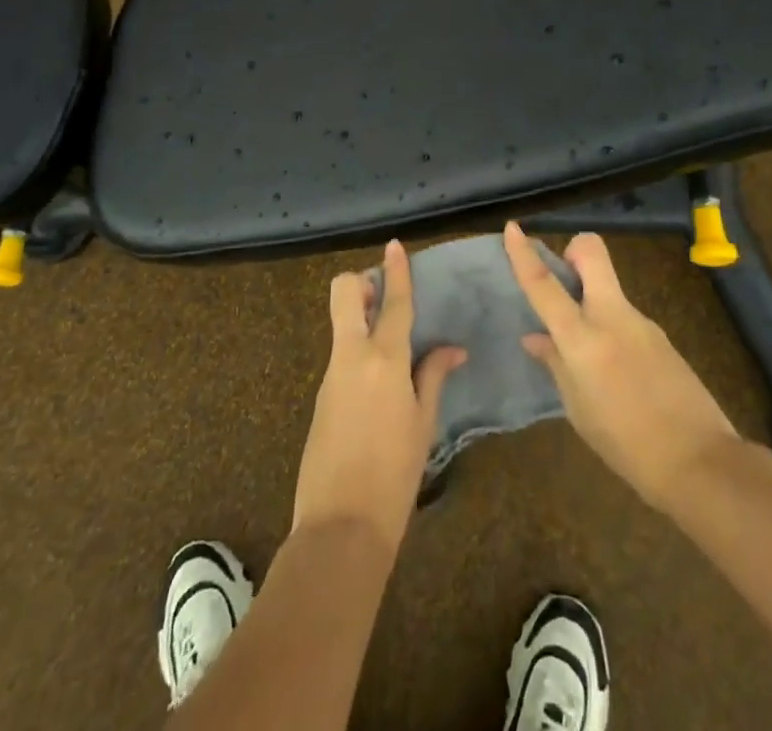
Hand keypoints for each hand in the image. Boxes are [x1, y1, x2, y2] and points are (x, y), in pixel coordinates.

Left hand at [292, 240, 465, 554]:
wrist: (341, 527)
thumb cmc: (395, 474)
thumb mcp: (423, 423)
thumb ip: (433, 376)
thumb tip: (451, 349)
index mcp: (384, 360)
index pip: (393, 302)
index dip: (395, 270)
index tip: (394, 245)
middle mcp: (352, 356)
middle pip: (345, 294)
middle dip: (361, 282)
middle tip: (383, 294)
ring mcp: (331, 374)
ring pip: (341, 324)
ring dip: (361, 318)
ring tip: (391, 343)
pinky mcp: (320, 396)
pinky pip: (340, 356)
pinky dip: (357, 352)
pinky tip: (378, 383)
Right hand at [505, 221, 739, 511]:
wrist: (700, 461)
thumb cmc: (627, 445)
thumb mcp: (579, 410)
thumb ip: (556, 365)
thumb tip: (535, 337)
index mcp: (583, 339)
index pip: (545, 286)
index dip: (524, 255)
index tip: (513, 228)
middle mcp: (612, 317)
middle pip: (592, 252)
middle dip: (574, 251)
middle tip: (564, 280)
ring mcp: (641, 321)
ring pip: (608, 287)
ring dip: (592, 298)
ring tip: (590, 354)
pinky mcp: (660, 334)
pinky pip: (625, 316)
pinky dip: (611, 328)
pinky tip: (618, 371)